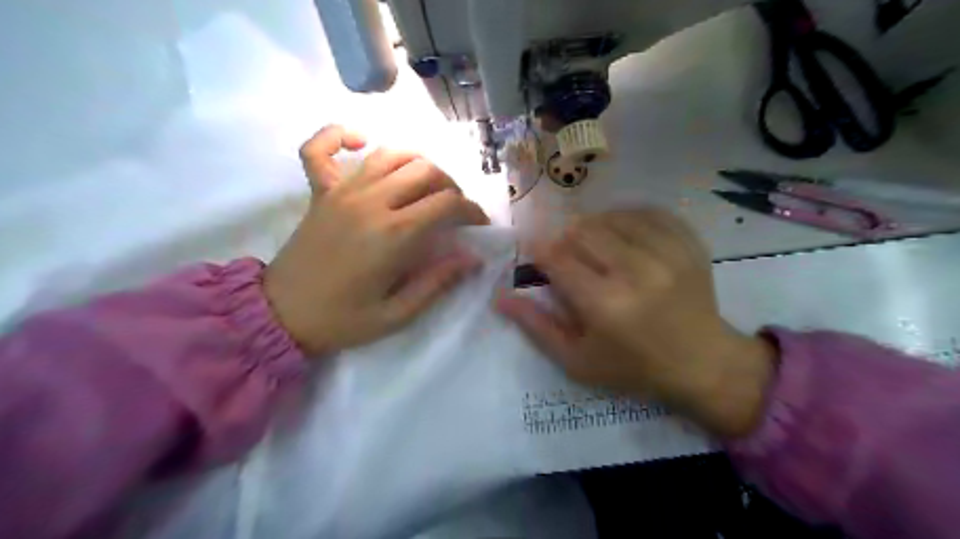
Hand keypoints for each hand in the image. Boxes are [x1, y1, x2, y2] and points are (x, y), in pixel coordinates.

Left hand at [262, 126, 486, 357]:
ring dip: (416, 162)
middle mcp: (370, 202)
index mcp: (393, 235)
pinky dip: (340, 136)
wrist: (280, 315)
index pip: (447, 203)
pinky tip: (360, 142)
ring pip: (389, 154)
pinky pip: (320, 148)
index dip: (471, 210)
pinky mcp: (319, 192)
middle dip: (450, 186)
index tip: (478, 225)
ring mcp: (341, 192)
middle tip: (453, 209)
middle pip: (424, 170)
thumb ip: (437, 283)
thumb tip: (472, 258)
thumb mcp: (397, 315)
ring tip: (425, 184)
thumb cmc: (342, 319)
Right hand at [499, 206, 774, 437]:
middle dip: (565, 239)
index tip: (536, 254)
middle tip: (567, 256)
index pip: (557, 258)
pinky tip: (622, 233)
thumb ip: (536, 326)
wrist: (702, 363)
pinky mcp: (689, 243)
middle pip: (582, 230)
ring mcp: (668, 253)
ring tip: (593, 246)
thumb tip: (500, 297)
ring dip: (594, 227)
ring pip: (611, 216)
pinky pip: (647, 211)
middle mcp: (636, 272)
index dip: (539, 250)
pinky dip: (627, 218)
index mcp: (605, 304)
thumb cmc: (632, 366)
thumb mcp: (576, 359)